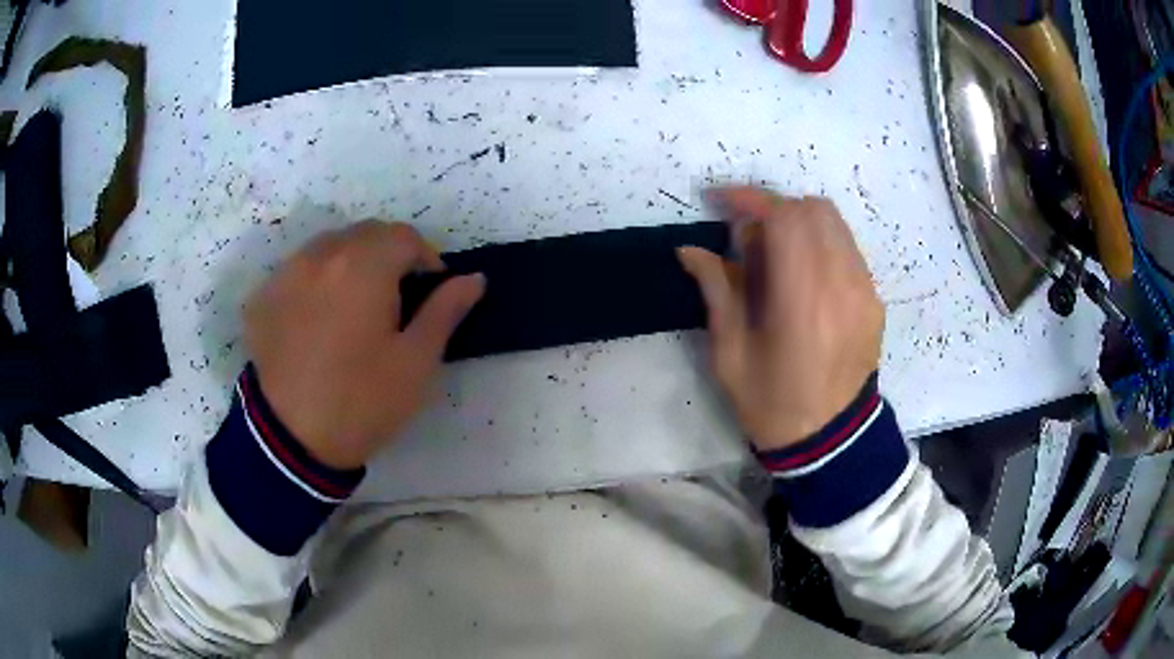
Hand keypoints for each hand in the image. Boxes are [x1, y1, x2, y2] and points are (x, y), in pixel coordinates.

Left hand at [244, 220, 484, 468]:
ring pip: (328, 247)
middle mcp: (321, 255)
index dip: (426, 257)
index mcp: (363, 265)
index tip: (431, 289)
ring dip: (350, 263)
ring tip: (355, 306)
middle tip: (396, 298)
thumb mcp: (416, 362)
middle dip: (388, 255)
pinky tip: (317, 320)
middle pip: (365, 234)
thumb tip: (474, 278)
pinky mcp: (262, 298)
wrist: (291, 441)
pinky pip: (297, 272)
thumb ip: (445, 310)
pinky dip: (315, 282)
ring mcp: (286, 274)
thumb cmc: (362, 401)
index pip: (404, 236)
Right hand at [678, 187, 883, 451]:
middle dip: (774, 209)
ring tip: (775, 253)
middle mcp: (841, 284)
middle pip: (812, 209)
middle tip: (748, 236)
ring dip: (799, 223)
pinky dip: (820, 243)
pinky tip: (803, 274)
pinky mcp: (874, 299)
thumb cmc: (772, 403)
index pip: (784, 218)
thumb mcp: (730, 355)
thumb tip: (690, 250)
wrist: (832, 440)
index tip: (721, 201)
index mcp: (801, 300)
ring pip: (834, 224)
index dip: (751, 199)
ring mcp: (864, 290)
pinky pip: (847, 249)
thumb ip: (717, 291)